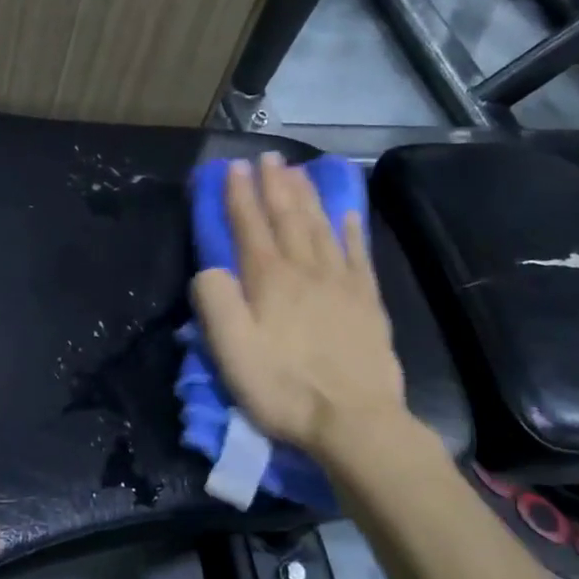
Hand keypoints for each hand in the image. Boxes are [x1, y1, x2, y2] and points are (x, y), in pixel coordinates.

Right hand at [191, 154, 407, 460]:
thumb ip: (215, 302)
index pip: (250, 227)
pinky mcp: (368, 303)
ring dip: (308, 197)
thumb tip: (210, 269)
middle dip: (276, 185)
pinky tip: (348, 214)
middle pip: (289, 218)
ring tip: (299, 172)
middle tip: (269, 157)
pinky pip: (359, 255)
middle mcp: (306, 270)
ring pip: (322, 228)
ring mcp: (342, 284)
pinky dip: (351, 231)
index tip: (234, 167)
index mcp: (269, 280)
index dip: (240, 195)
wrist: (354, 422)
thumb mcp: (231, 351)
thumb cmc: (284, 388)